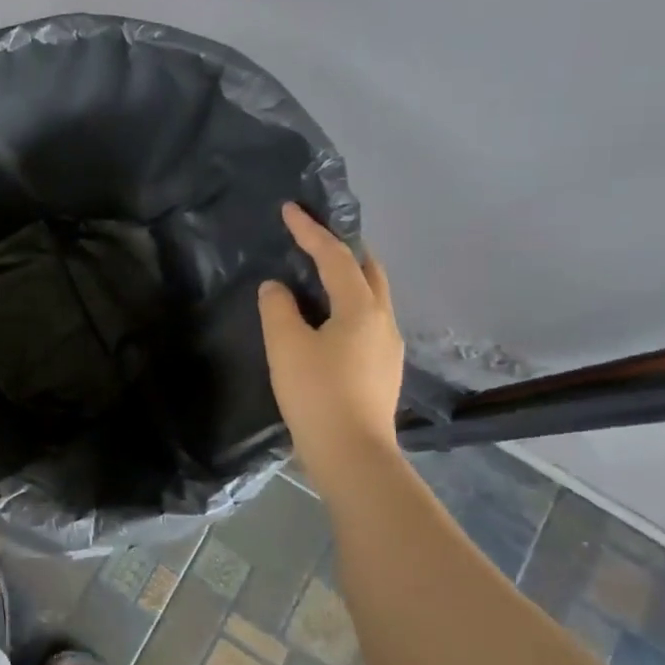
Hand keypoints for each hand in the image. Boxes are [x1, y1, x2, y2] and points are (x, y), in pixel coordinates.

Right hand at [257, 204, 402, 478]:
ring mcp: (387, 347)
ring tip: (316, 276)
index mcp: (362, 308)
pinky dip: (346, 305)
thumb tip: (277, 288)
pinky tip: (325, 321)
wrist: (352, 455)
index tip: (290, 209)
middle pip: (368, 271)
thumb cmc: (317, 394)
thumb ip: (277, 308)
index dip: (311, 231)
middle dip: (343, 249)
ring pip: (371, 297)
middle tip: (314, 239)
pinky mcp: (382, 370)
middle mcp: (383, 321)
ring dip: (346, 278)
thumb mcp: (286, 346)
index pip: (336, 257)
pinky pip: (365, 321)